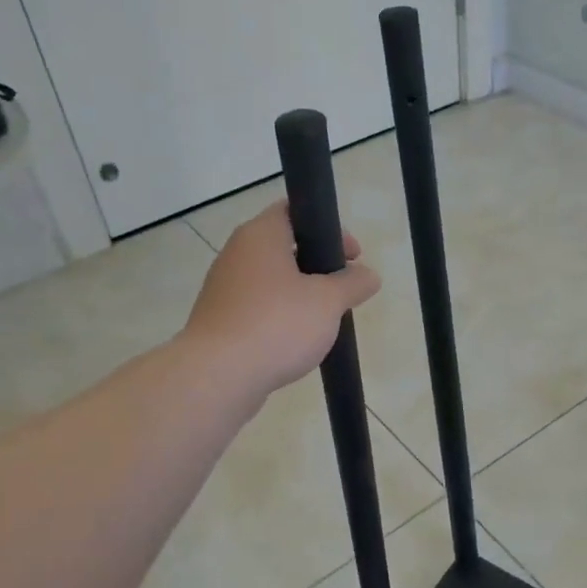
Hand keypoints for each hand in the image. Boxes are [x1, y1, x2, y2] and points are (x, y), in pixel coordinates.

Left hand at [183, 202, 380, 398]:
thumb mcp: (329, 301)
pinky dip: (280, 316)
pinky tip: (296, 340)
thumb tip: (369, 275)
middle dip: (318, 264)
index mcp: (260, 235)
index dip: (329, 227)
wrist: (217, 377)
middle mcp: (237, 254)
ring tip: (325, 319)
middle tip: (344, 287)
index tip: (352, 255)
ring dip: (300, 293)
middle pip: (284, 246)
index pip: (294, 210)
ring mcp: (224, 288)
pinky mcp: (220, 320)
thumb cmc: (277, 324)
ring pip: (271, 280)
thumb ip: (353, 283)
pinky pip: (258, 307)